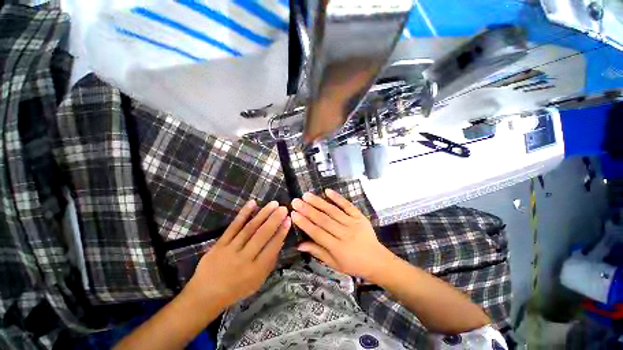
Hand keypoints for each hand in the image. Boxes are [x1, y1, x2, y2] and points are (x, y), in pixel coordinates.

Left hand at [185, 200, 289, 308]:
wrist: (205, 295)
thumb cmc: (236, 289)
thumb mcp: (258, 281)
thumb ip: (270, 261)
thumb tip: (281, 240)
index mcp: (256, 270)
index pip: (272, 247)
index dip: (282, 232)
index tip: (289, 220)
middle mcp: (244, 259)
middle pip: (262, 235)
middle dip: (275, 220)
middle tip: (283, 208)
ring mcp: (230, 250)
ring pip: (250, 228)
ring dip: (263, 214)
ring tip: (273, 204)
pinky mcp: (219, 244)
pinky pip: (233, 226)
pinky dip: (244, 213)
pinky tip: (253, 203)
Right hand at [291, 189, 394, 280]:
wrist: (377, 261)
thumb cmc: (353, 264)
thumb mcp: (334, 264)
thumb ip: (317, 252)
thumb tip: (299, 244)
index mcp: (337, 248)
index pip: (317, 233)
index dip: (304, 223)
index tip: (293, 214)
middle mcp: (344, 234)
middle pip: (324, 220)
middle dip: (308, 210)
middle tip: (296, 201)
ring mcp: (353, 223)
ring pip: (333, 211)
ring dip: (319, 202)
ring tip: (307, 195)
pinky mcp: (360, 216)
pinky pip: (348, 205)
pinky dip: (338, 197)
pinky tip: (327, 191)